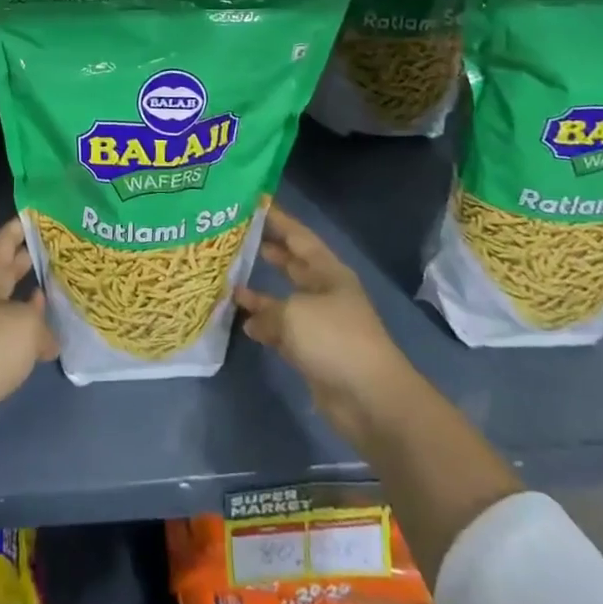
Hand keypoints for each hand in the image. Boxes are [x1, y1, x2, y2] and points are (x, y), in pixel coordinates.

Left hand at [0, 217, 57, 470]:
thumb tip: (49, 337)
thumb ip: (43, 323)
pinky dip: (30, 334)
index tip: (37, 214)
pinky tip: (50, 339)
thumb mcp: (26, 326)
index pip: (2, 244)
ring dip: (31, 300)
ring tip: (59, 291)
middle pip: (6, 274)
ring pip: (11, 306)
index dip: (17, 228)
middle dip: (27, 260)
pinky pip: (13, 338)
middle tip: (57, 249)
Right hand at [235, 203, 416, 448]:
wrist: (371, 399)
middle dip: (270, 252)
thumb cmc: (334, 339)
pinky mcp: (315, 353)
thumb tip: (250, 314)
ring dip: (261, 294)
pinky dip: (266, 327)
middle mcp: (325, 292)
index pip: (299, 236)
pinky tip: (245, 325)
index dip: (278, 220)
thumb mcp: (293, 313)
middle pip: (293, 265)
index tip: (254, 204)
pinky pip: (284, 331)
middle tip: (238, 239)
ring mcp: (321, 324)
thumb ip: (266, 308)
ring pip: (285, 300)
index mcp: (328, 272)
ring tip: (231, 283)